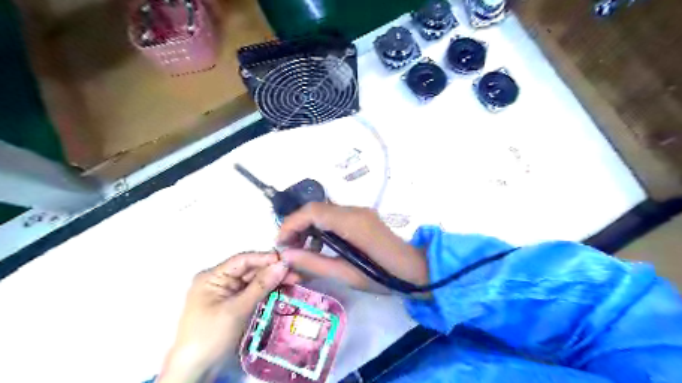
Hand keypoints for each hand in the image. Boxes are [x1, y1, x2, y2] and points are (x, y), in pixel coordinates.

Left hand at [159, 254, 299, 380]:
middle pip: (250, 270)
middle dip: (272, 271)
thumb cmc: (211, 336)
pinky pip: (253, 294)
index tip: (287, 260)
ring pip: (254, 282)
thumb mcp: (237, 309)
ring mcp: (227, 294)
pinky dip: (267, 292)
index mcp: (213, 277)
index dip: (265, 258)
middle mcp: (220, 281)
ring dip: (273, 281)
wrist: (195, 371)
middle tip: (296, 273)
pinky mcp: (234, 306)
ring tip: (295, 281)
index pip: (242, 260)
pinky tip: (283, 290)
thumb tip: (282, 265)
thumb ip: (261, 285)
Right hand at [275, 204, 424, 292]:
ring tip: (301, 251)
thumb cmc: (384, 276)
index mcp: (351, 222)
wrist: (417, 270)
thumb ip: (314, 263)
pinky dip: (321, 228)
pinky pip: (335, 217)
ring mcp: (360, 212)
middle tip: (288, 249)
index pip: (312, 211)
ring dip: (308, 227)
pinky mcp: (363, 217)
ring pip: (324, 212)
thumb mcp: (346, 275)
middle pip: (316, 209)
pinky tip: (320, 247)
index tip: (280, 244)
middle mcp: (354, 210)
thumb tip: (286, 256)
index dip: (291, 224)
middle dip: (297, 226)